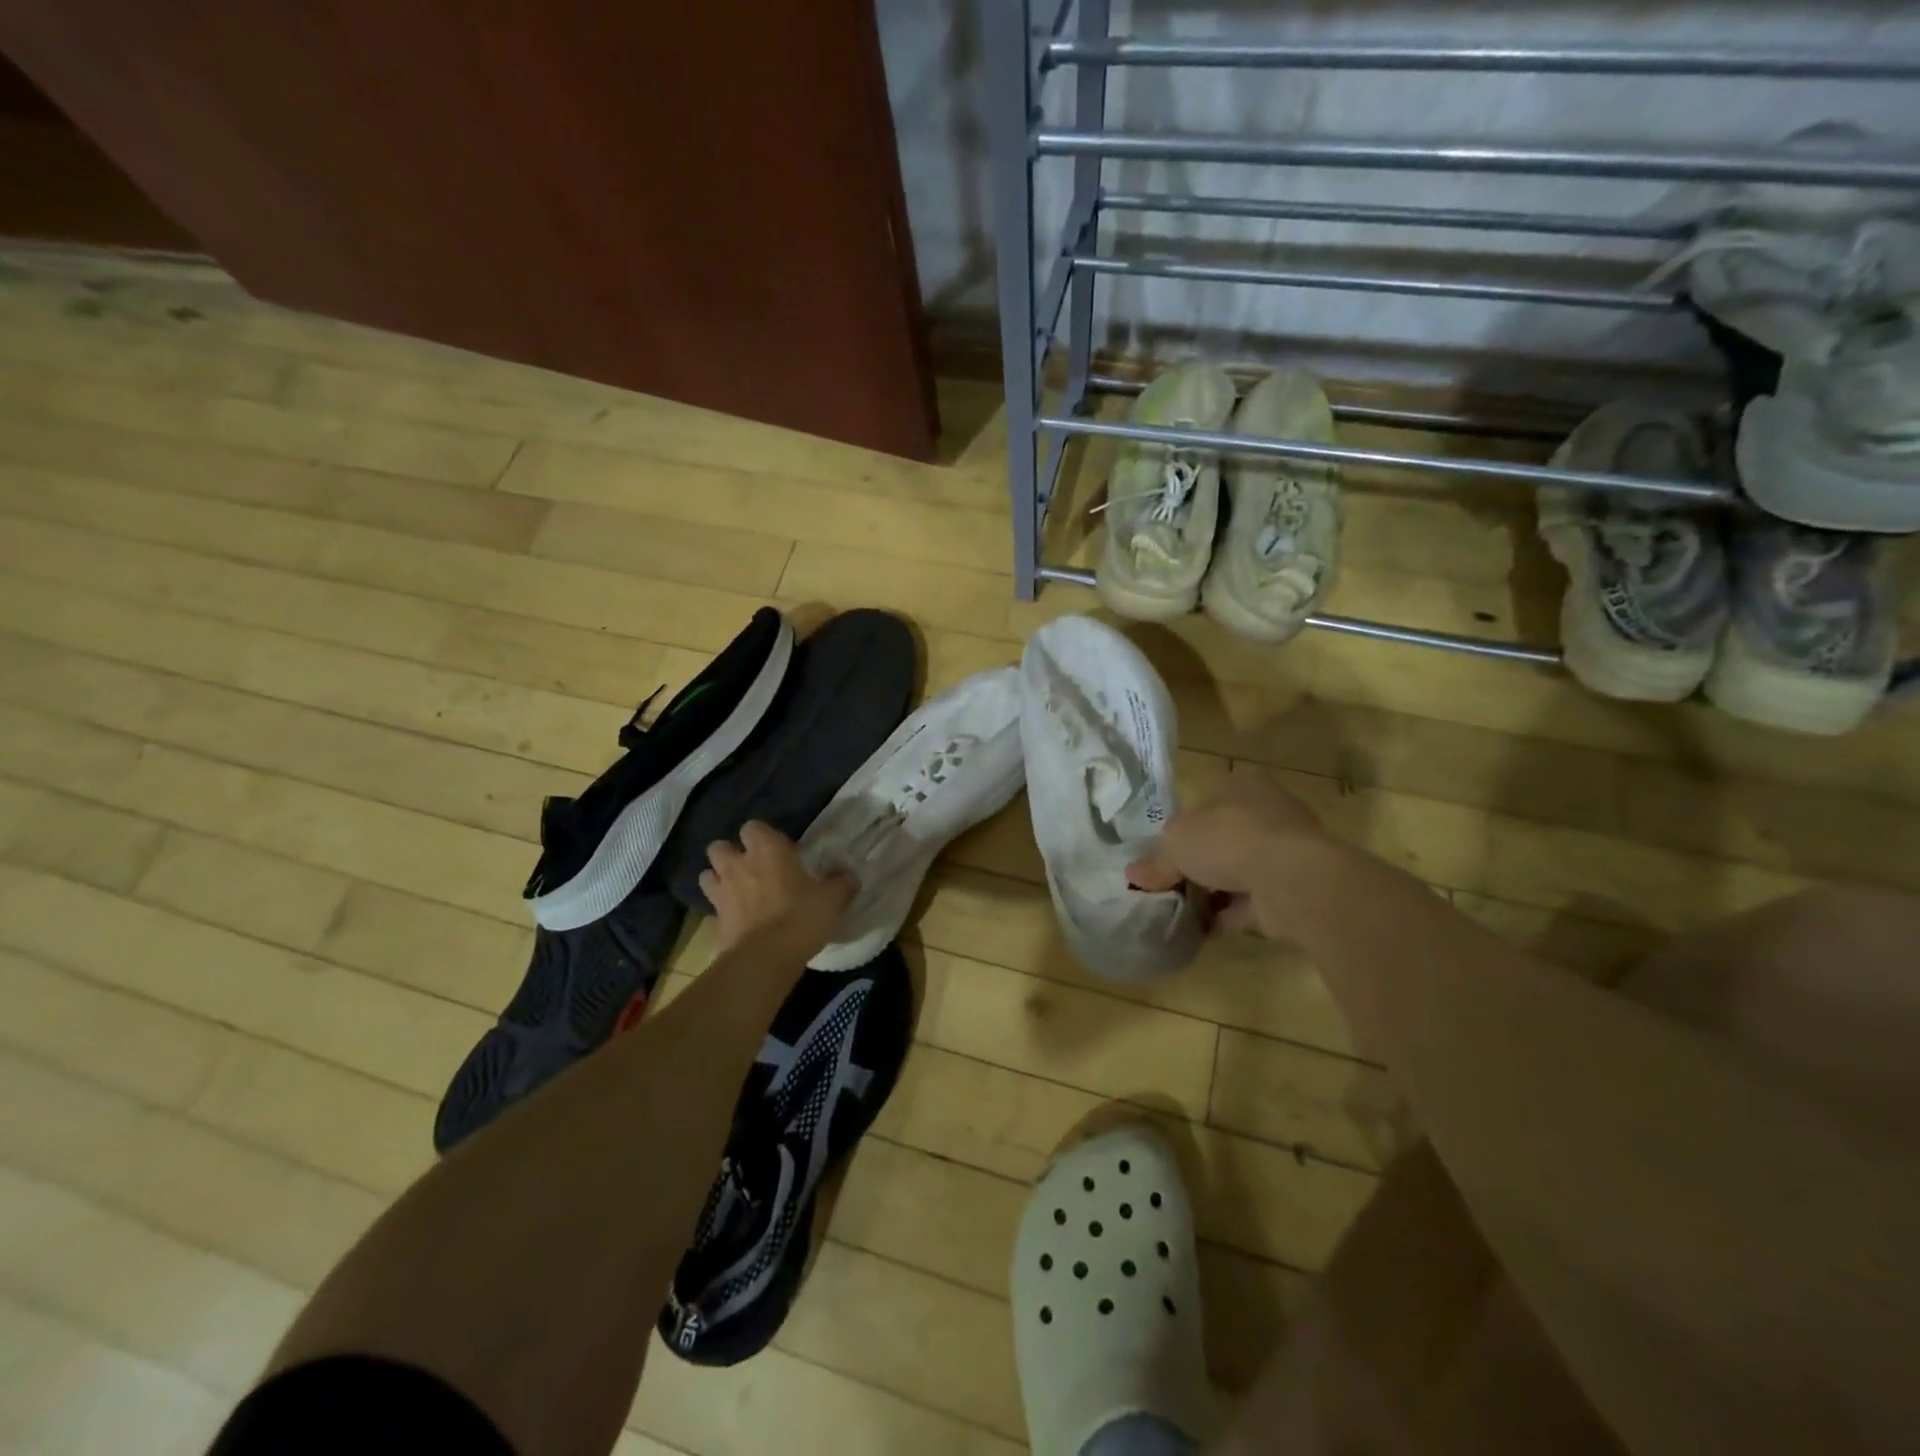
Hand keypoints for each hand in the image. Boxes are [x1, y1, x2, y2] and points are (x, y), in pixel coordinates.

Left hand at [700, 821, 855, 955]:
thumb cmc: (801, 917)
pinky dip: (722, 910)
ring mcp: (722, 893)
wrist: (765, 959)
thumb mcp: (833, 899)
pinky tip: (738, 920)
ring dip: (719, 879)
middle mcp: (738, 865)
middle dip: (730, 853)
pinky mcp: (714, 921)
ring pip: (707, 875)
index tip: (778, 849)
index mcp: (767, 850)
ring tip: (737, 890)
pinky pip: (713, 907)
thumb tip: (850, 876)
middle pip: (719, 846)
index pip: (753, 826)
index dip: (763, 836)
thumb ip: (842, 883)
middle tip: (751, 867)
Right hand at [1126, 767, 1321, 937]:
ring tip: (1178, 912)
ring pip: (1237, 871)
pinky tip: (1200, 932)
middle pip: (1221, 838)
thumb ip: (1156, 860)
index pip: (1206, 802)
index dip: (1182, 828)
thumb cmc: (1229, 838)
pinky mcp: (1291, 889)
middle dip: (1196, 863)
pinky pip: (1250, 903)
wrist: (1291, 878)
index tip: (1162, 854)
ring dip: (1211, 892)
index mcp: (1242, 785)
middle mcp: (1267, 813)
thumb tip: (1133, 876)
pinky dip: (1226, 916)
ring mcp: (1284, 852)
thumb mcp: (1176, 842)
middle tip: (1167, 884)